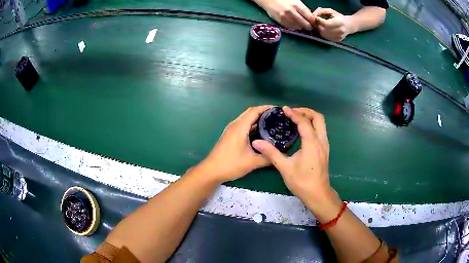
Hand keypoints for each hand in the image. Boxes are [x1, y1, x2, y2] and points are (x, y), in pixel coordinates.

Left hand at [198, 105, 272, 182]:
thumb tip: (281, 155)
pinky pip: (242, 125)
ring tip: (271, 124)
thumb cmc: (231, 164)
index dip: (266, 108)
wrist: (211, 171)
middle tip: (277, 117)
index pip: (254, 110)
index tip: (278, 110)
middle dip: (263, 112)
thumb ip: (268, 158)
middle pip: (250, 112)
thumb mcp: (252, 162)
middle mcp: (235, 125)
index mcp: (240, 127)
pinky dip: (252, 125)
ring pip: (246, 119)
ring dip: (257, 119)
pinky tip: (260, 134)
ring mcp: (231, 130)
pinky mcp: (229, 136)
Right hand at [252, 106, 334, 206]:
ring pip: (321, 124)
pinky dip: (312, 125)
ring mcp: (325, 145)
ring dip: (310, 118)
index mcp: (312, 143)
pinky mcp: (325, 150)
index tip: (284, 109)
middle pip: (318, 117)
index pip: (304, 122)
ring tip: (296, 119)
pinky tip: (302, 132)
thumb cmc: (301, 182)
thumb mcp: (284, 167)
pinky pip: (321, 131)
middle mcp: (321, 141)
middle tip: (292, 112)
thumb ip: (271, 153)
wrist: (318, 194)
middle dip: (306, 111)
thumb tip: (256, 142)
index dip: (294, 114)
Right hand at [255, 0, 314, 29]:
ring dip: (300, 26)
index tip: (312, 22)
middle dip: (308, 26)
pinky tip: (292, 22)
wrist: (269, 0)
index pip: (310, 18)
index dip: (313, 22)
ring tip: (298, 23)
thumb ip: (304, 9)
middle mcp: (292, 12)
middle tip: (308, 26)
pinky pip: (291, 27)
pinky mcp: (281, 22)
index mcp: (297, 6)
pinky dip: (293, 26)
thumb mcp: (296, 1)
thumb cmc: (284, 0)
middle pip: (306, 24)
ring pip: (299, 27)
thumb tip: (311, 17)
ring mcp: (286, 18)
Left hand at [312, 8, 354, 41]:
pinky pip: (325, 37)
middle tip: (317, 21)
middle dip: (317, 24)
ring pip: (323, 34)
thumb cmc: (339, 16)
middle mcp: (340, 31)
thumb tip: (313, 15)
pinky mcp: (336, 40)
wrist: (349, 25)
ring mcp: (338, 37)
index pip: (325, 23)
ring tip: (321, 25)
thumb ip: (321, 11)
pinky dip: (322, 33)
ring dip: (319, 29)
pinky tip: (324, 29)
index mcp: (339, 22)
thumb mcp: (331, 11)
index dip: (318, 20)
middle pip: (323, 29)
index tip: (315, 17)